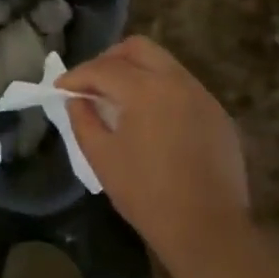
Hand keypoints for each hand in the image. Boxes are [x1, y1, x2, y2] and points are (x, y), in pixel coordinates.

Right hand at [61, 37, 250, 263]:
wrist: (207, 229)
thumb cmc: (146, 194)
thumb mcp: (102, 158)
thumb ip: (83, 120)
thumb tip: (78, 100)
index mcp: (146, 90)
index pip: (104, 68)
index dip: (77, 75)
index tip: (60, 87)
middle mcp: (178, 82)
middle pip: (139, 48)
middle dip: (109, 59)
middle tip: (91, 83)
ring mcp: (203, 96)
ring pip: (164, 64)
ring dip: (137, 72)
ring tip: (118, 99)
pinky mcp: (218, 114)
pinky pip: (183, 87)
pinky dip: (160, 90)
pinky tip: (151, 118)